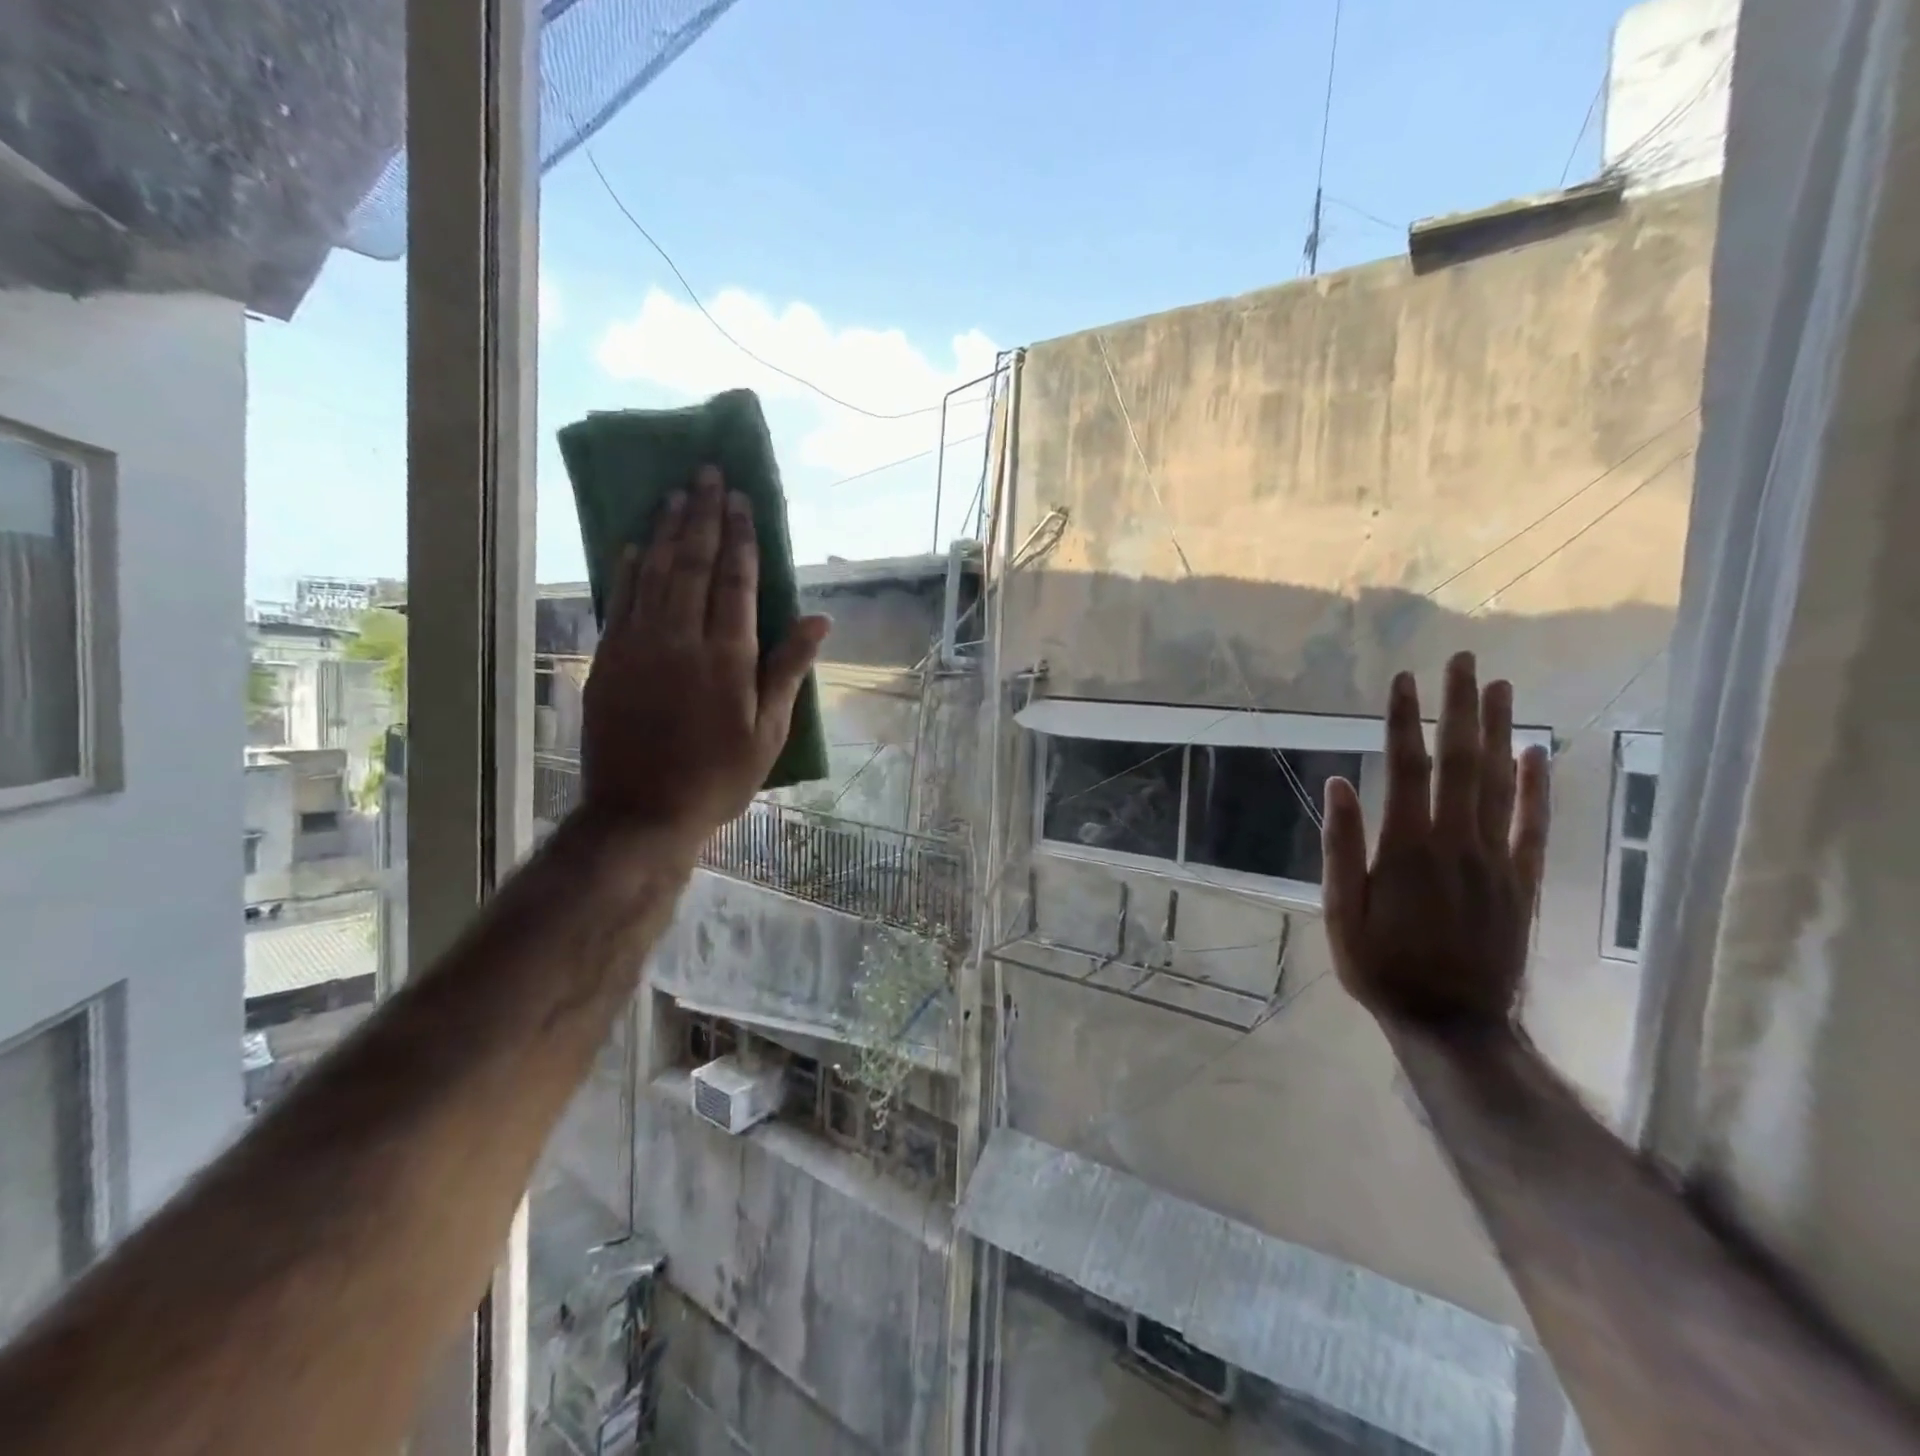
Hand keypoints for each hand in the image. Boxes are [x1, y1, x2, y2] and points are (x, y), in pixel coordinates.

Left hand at [580, 465, 828, 848]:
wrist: (641, 813)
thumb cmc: (717, 777)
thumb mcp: (768, 732)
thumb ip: (788, 670)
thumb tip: (818, 621)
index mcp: (727, 657)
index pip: (735, 581)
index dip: (740, 537)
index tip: (741, 500)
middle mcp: (680, 639)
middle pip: (693, 564)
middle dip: (703, 516)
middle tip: (708, 474)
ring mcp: (638, 646)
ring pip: (654, 573)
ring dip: (666, 531)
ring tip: (676, 494)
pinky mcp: (608, 660)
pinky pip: (619, 601)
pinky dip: (628, 568)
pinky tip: (635, 543)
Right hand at [1320, 651, 1550, 1029]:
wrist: (1454, 1023)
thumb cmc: (1382, 967)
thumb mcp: (1341, 912)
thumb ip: (1342, 847)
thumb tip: (1339, 783)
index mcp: (1406, 849)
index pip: (1406, 768)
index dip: (1403, 721)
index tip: (1401, 680)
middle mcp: (1457, 843)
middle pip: (1461, 762)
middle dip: (1460, 707)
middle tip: (1463, 660)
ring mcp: (1497, 860)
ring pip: (1501, 783)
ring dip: (1499, 731)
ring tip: (1501, 686)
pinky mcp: (1522, 881)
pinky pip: (1534, 825)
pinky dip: (1538, 786)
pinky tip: (1538, 752)